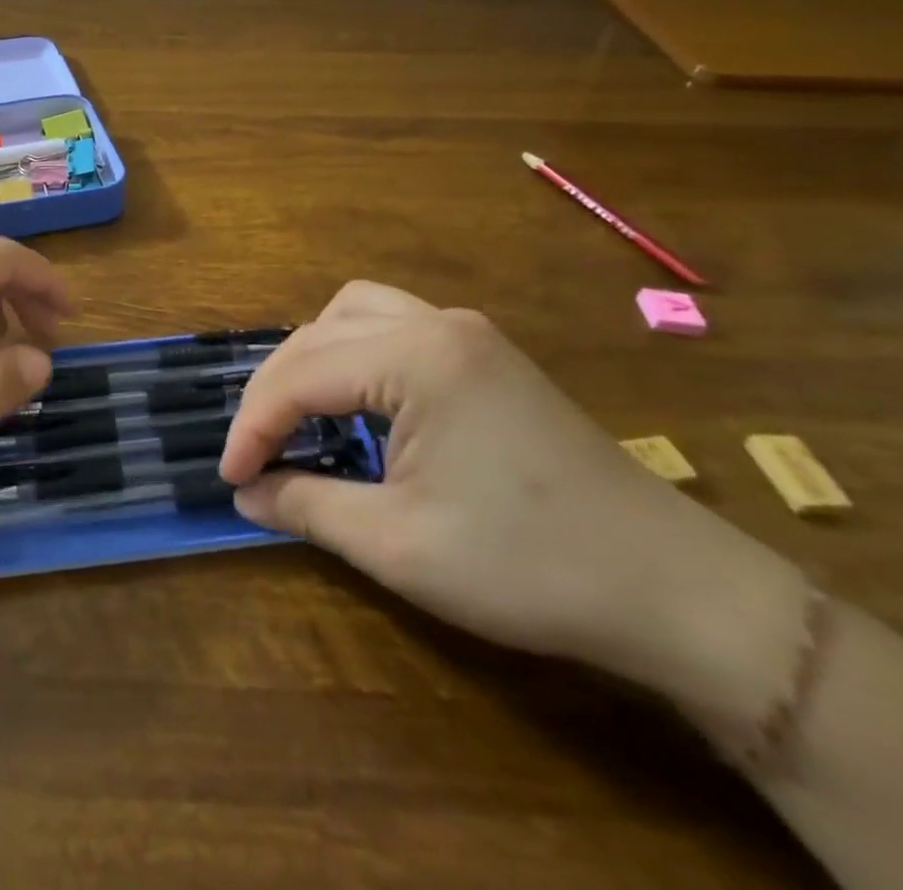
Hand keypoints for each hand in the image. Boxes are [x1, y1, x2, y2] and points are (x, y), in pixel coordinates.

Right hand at [220, 282, 802, 696]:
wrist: (673, 589)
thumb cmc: (528, 566)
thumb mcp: (398, 545)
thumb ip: (307, 507)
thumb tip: (246, 493)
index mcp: (416, 358)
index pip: (301, 376)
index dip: (253, 426)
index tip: (229, 475)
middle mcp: (437, 324)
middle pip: (319, 333)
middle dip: (275, 389)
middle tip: (255, 451)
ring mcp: (468, 332)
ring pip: (355, 314)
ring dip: (311, 357)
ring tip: (297, 413)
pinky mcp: (487, 353)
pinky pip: (393, 327)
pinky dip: (353, 353)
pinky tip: (354, 401)